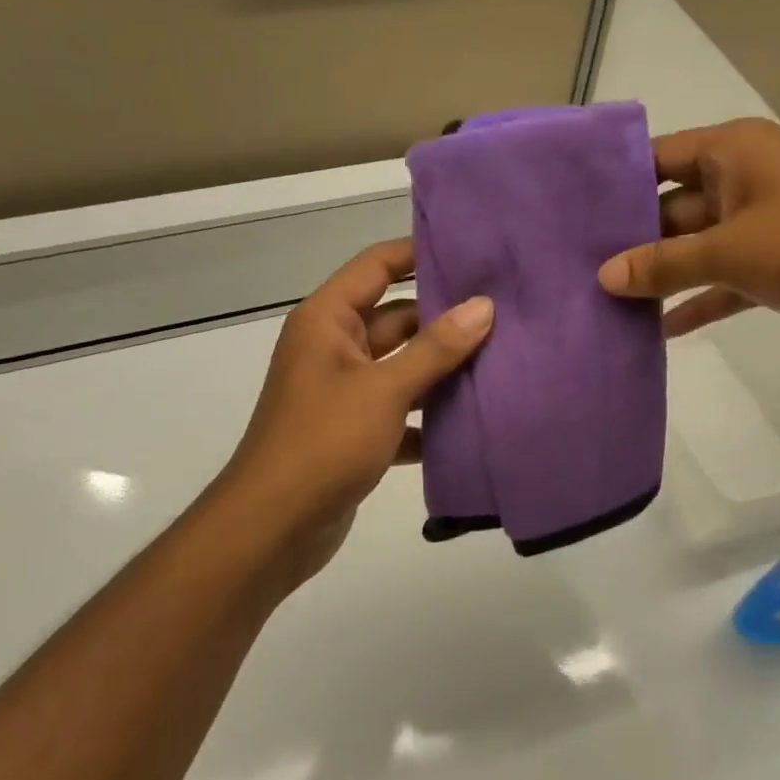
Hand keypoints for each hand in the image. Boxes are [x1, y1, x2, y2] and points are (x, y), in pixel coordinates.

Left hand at [213, 239, 492, 592]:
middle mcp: (334, 348)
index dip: (419, 254)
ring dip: (442, 369)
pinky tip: (473, 420)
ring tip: (502, 360)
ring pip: (402, 367)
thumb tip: (482, 306)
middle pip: (396, 318)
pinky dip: (429, 416)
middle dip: (444, 318)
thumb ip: (435, 348)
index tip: (472, 253)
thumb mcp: (384, 389)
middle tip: (504, 313)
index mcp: (328, 321)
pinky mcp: (355, 432)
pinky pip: (400, 410)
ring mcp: (344, 392)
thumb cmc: (324, 442)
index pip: (376, 266)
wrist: (275, 526)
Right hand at [596, 118, 779, 345]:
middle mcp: (745, 177)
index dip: (613, 186)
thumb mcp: (731, 251)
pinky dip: (703, 299)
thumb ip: (664, 264)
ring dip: (665, 276)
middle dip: (633, 241)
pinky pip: (730, 277)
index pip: (654, 159)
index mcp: (730, 152)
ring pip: (700, 246)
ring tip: (611, 306)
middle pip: (673, 207)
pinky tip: (663, 331)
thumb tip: (605, 276)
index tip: (569, 217)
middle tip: (580, 273)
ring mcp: (767, 220)